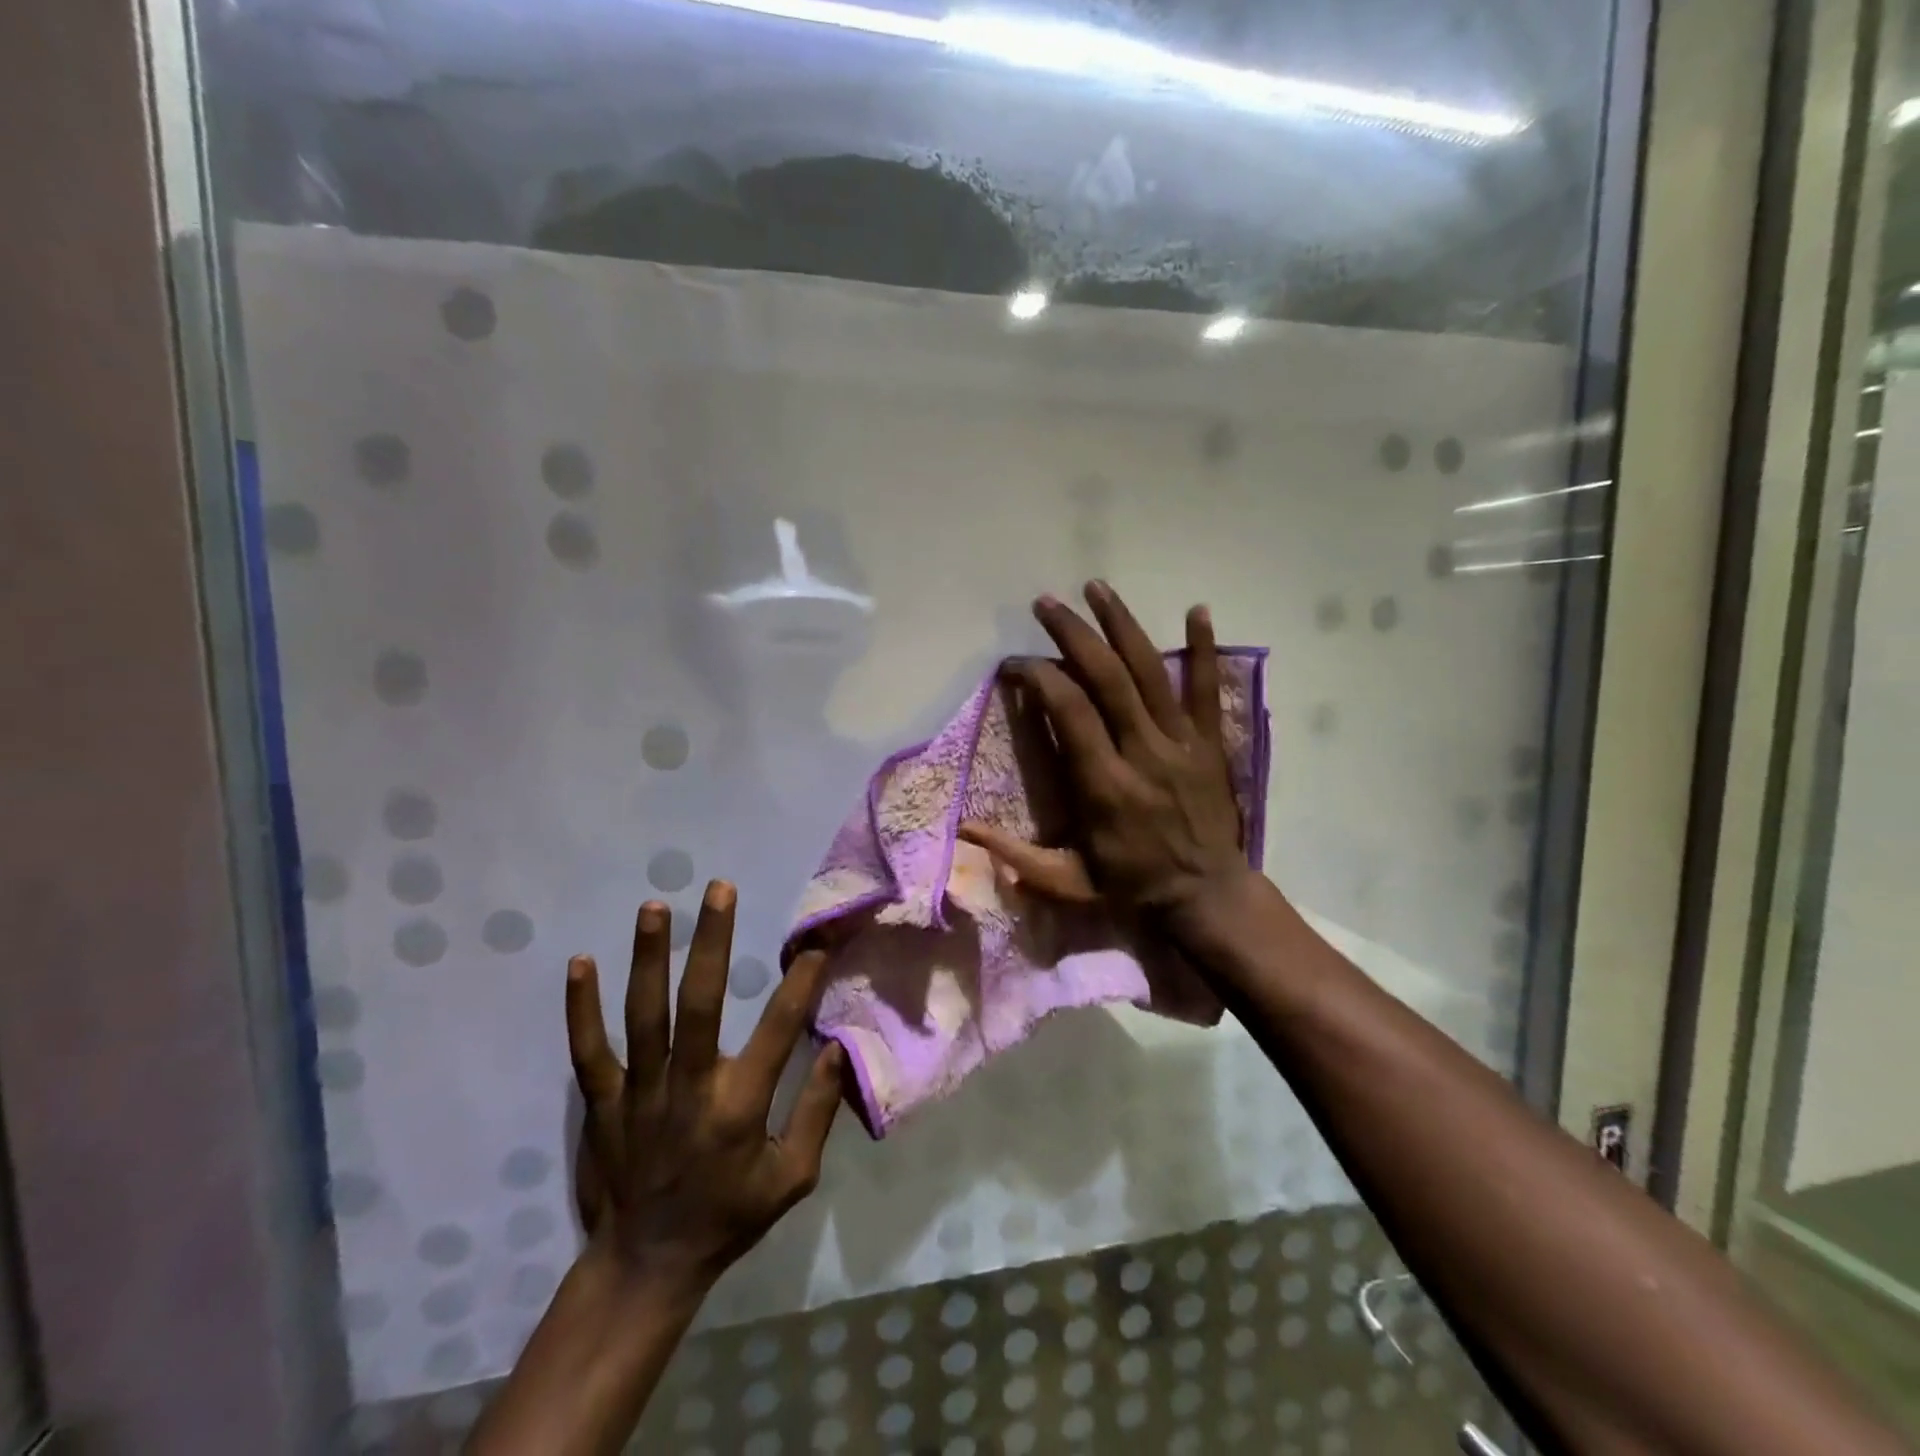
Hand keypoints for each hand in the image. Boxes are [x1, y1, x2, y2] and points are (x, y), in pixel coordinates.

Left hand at [565, 881, 843, 1297]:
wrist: (645, 1267)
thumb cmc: (728, 1218)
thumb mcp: (791, 1179)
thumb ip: (817, 1112)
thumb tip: (837, 1048)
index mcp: (739, 1108)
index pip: (777, 1030)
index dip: (800, 983)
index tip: (815, 943)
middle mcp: (688, 1090)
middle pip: (699, 1005)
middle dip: (711, 943)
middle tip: (719, 889)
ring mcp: (638, 1094)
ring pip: (642, 1016)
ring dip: (647, 958)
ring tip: (654, 907)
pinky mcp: (601, 1103)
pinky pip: (588, 1050)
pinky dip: (581, 1008)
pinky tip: (579, 963)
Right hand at [967, 583, 1247, 925]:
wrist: (1207, 898)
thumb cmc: (1131, 888)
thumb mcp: (1066, 882)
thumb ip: (1015, 856)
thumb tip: (963, 830)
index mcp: (1104, 785)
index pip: (1069, 712)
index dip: (1039, 677)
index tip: (1016, 664)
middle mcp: (1143, 753)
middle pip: (1107, 678)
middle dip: (1073, 635)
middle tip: (1046, 603)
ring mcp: (1182, 743)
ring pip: (1151, 672)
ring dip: (1122, 625)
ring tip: (1097, 588)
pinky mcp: (1210, 743)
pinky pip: (1207, 689)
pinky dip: (1204, 649)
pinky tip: (1197, 610)